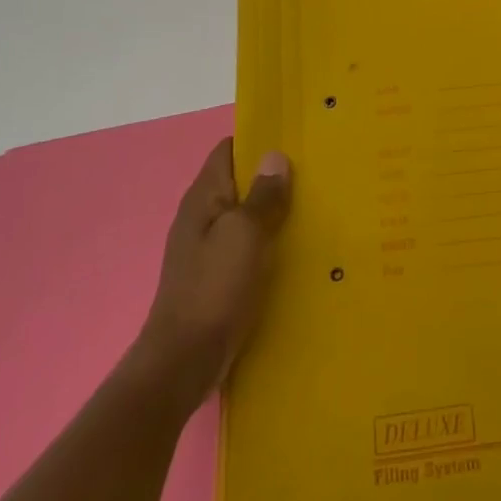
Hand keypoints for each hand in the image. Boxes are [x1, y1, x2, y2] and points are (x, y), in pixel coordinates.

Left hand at [137, 138, 291, 404]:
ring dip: (274, 211)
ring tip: (315, 207)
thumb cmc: (214, 288)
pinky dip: (269, 242)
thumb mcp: (244, 234)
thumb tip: (275, 156)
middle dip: (273, 176)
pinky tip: (296, 249)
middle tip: (316, 172)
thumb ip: (262, 195)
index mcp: (203, 197)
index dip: (258, 140)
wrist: (183, 362)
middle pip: (239, 182)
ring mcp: (207, 248)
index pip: (229, 150)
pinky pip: (247, 246)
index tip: (295, 138)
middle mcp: (201, 216)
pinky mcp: (217, 277)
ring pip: (246, 215)